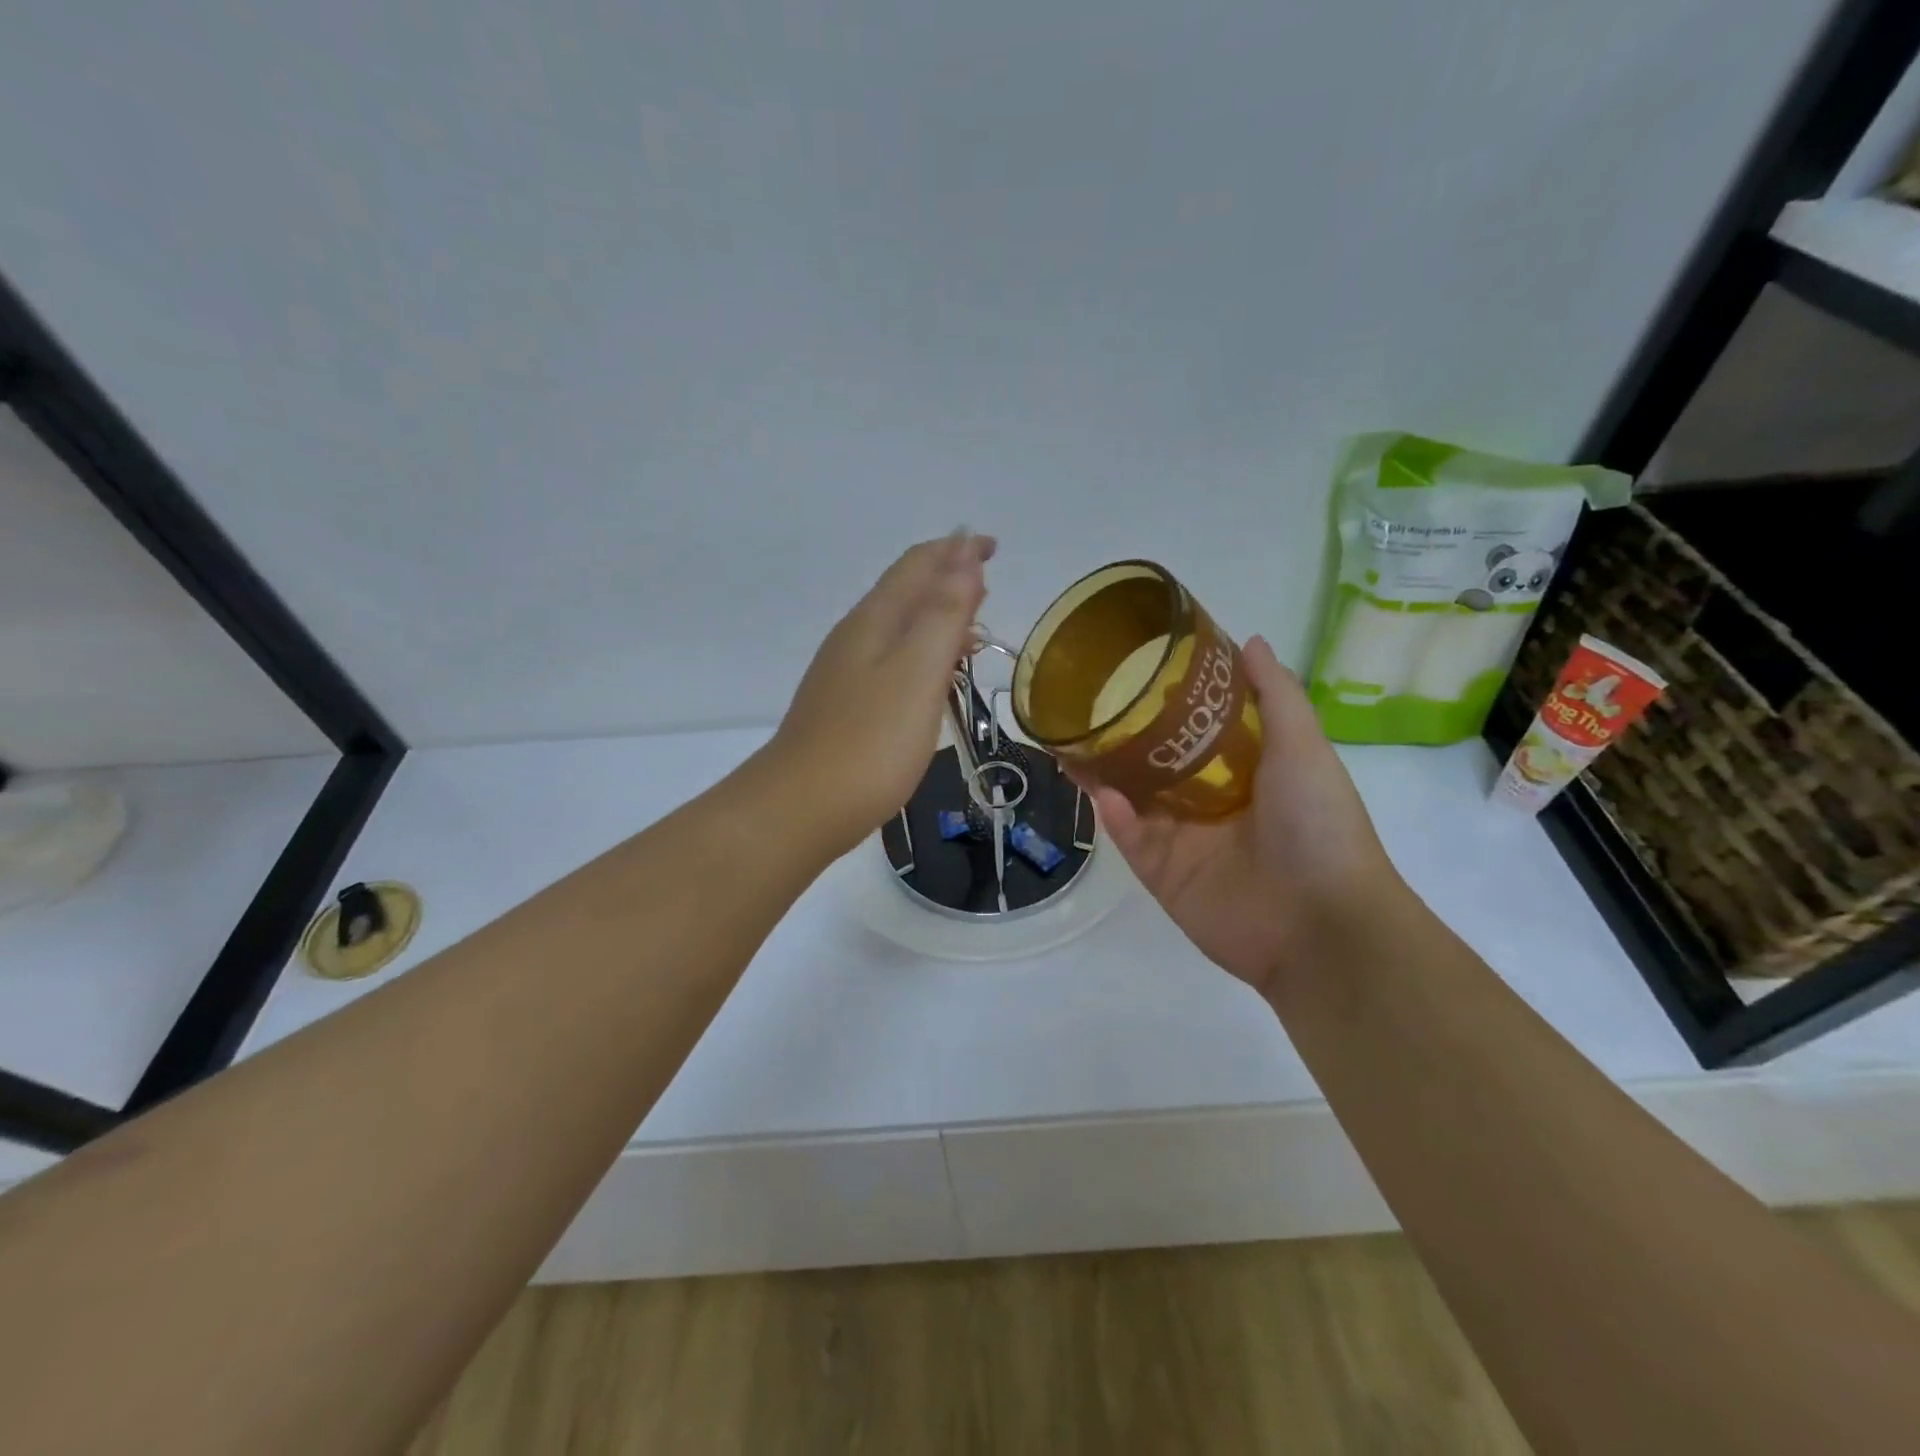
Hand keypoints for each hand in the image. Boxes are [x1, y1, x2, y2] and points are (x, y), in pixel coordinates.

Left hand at [770, 531, 996, 856]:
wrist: (802, 807)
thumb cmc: (870, 741)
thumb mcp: (917, 672)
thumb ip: (943, 615)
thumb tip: (965, 558)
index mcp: (875, 620)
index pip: (918, 565)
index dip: (956, 550)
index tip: (992, 546)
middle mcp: (856, 637)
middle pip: (905, 591)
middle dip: (947, 579)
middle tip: (986, 583)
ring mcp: (846, 673)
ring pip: (899, 628)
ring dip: (936, 618)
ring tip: (973, 631)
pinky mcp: (847, 707)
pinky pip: (893, 662)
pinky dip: (923, 655)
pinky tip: (936, 681)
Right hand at [1084, 637, 1401, 998]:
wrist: (1321, 922)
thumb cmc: (1318, 824)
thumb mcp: (1303, 747)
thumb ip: (1276, 695)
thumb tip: (1251, 641)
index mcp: (1244, 772)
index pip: (1195, 731)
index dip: (1166, 704)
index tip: (1135, 673)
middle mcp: (1209, 804)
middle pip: (1153, 765)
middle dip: (1120, 740)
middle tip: (1084, 710)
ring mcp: (1184, 842)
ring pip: (1133, 801)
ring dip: (1102, 775)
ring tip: (1068, 744)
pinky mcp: (1163, 876)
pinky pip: (1133, 840)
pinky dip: (1116, 817)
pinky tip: (1099, 793)